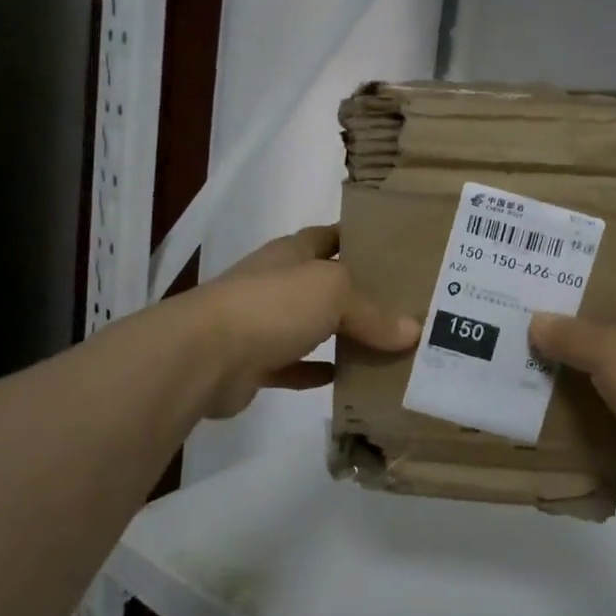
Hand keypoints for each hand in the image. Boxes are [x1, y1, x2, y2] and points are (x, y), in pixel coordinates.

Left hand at [178, 225, 419, 419]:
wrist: (204, 356)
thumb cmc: (271, 305)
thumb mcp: (333, 293)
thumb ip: (374, 311)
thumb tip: (412, 331)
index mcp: (291, 254)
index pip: (330, 236)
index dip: (358, 238)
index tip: (394, 248)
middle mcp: (277, 283)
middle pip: (324, 283)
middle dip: (358, 292)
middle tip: (403, 304)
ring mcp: (262, 323)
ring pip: (311, 326)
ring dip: (340, 335)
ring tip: (384, 344)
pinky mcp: (254, 364)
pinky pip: (295, 366)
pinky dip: (317, 371)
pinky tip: (345, 378)